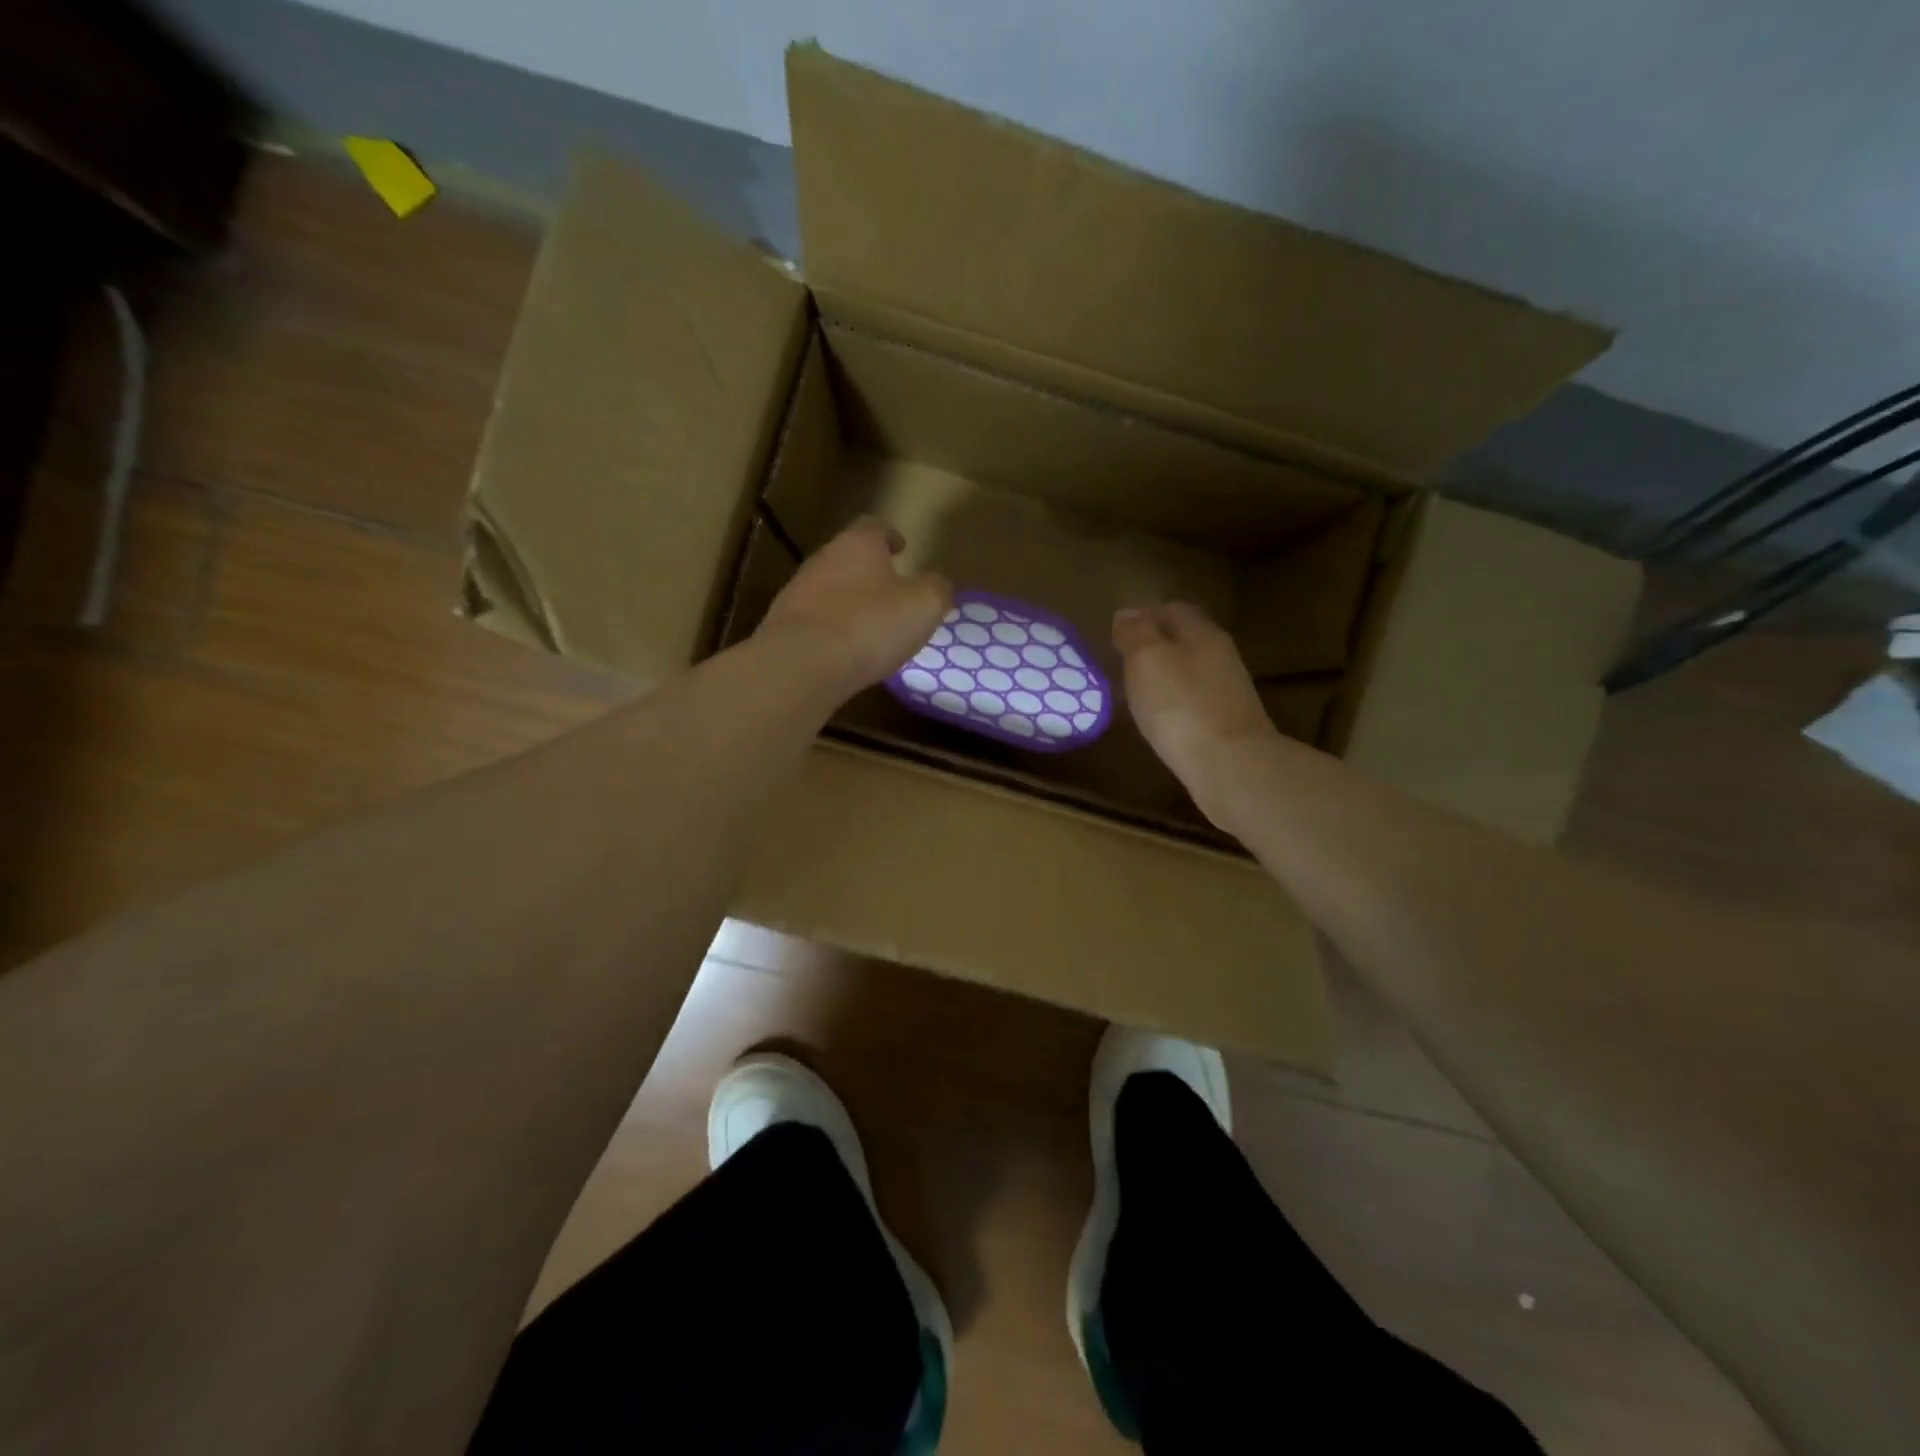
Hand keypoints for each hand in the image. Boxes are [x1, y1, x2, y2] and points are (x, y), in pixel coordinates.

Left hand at [757, 517, 952, 699]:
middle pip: (848, 557)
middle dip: (870, 571)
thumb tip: (938, 585)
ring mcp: (797, 593)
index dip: (890, 536)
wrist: (801, 665)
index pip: (874, 527)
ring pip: (830, 589)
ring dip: (850, 602)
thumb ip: (937, 589)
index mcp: (858, 544)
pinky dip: (833, 631)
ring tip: (871, 626)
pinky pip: (816, 622)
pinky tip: (846, 653)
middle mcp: (823, 559)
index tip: (901, 547)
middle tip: (891, 590)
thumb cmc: (869, 625)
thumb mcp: (924, 605)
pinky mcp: (784, 627)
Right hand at [1113, 602, 1277, 825]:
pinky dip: (1174, 701)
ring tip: (1135, 688)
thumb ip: (1136, 633)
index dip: (1145, 615)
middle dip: (1156, 643)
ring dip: (1165, 674)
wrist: (1231, 766)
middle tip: (1123, 659)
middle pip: (1185, 639)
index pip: (1173, 609)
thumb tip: (1126, 614)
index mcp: (1201, 633)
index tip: (1118, 630)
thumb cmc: (1181, 706)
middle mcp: (1220, 656)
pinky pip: (1194, 700)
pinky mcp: (1226, 723)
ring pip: (1191, 670)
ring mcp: (1227, 691)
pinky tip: (1159, 717)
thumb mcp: (1147, 659)